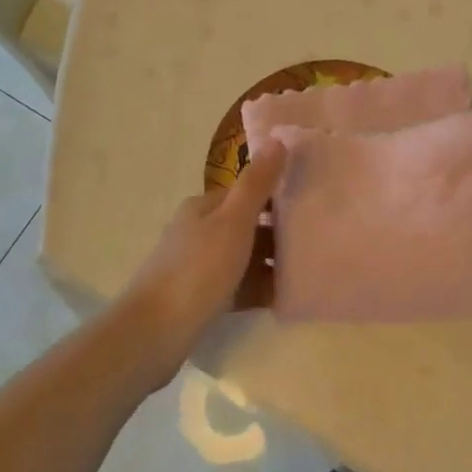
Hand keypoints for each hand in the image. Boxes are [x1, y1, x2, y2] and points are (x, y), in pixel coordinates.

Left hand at [115, 144, 287, 386]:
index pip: (245, 193)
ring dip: (271, 264)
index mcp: (203, 208)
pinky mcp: (200, 299)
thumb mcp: (233, 222)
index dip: (276, 197)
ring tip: (307, 270)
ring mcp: (197, 267)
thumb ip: (256, 184)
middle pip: (246, 226)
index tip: (310, 205)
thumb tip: (278, 140)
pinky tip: (283, 297)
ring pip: (243, 258)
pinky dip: (258, 289)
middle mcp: (197, 232)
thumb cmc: (198, 270)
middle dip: (278, 234)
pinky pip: (238, 288)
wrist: (156, 331)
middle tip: (315, 241)